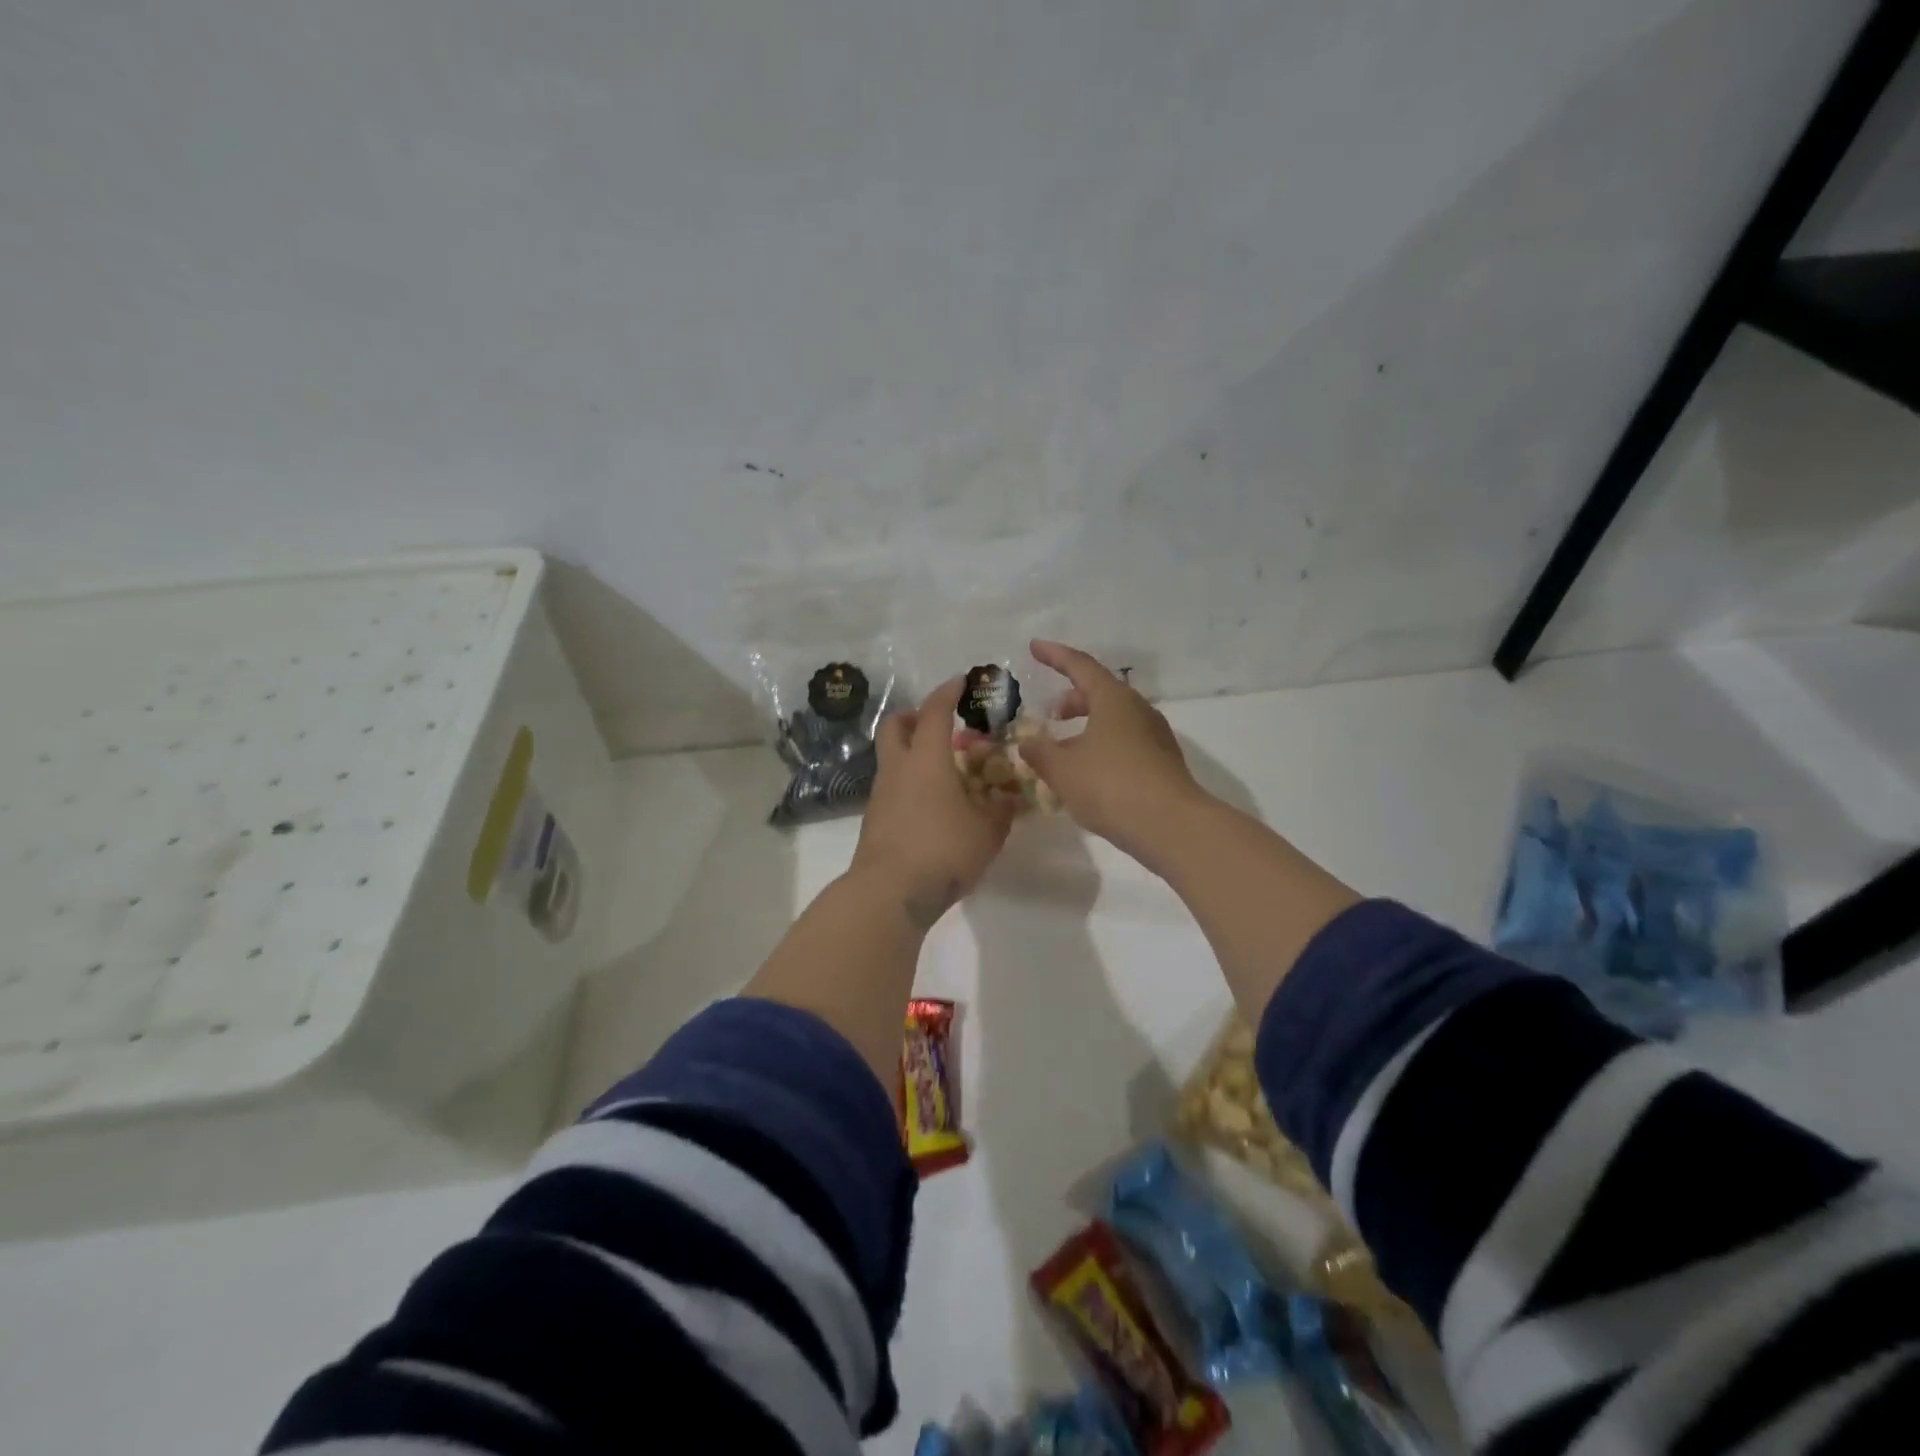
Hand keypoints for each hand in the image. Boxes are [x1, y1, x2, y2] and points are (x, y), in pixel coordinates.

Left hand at [852, 676, 1013, 927]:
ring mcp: (881, 794)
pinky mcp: (875, 819)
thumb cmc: (943, 850)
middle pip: (895, 725)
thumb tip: (1011, 799)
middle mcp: (898, 769)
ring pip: (891, 757)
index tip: (961, 682)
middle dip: (915, 716)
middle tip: (939, 725)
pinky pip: (892, 787)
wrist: (891, 892)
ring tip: (944, 772)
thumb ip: (1001, 811)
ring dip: (913, 753)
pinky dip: (909, 783)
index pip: (935, 712)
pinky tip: (932, 805)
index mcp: (926, 760)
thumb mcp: (988, 832)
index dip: (948, 692)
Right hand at [1019, 640, 1209, 864]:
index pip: (1080, 666)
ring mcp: (1154, 737)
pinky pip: (1124, 742)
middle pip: (1101, 692)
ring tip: (1064, 748)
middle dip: (1072, 698)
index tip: (1034, 647)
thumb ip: (1039, 752)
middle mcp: (1138, 710)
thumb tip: (1028, 742)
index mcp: (1114, 699)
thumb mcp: (1062, 769)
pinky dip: (1101, 746)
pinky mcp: (1162, 763)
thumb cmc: (1110, 786)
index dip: (1054, 656)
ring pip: (1114, 719)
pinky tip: (1087, 772)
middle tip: (1051, 713)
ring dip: (1087, 726)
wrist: (1171, 826)